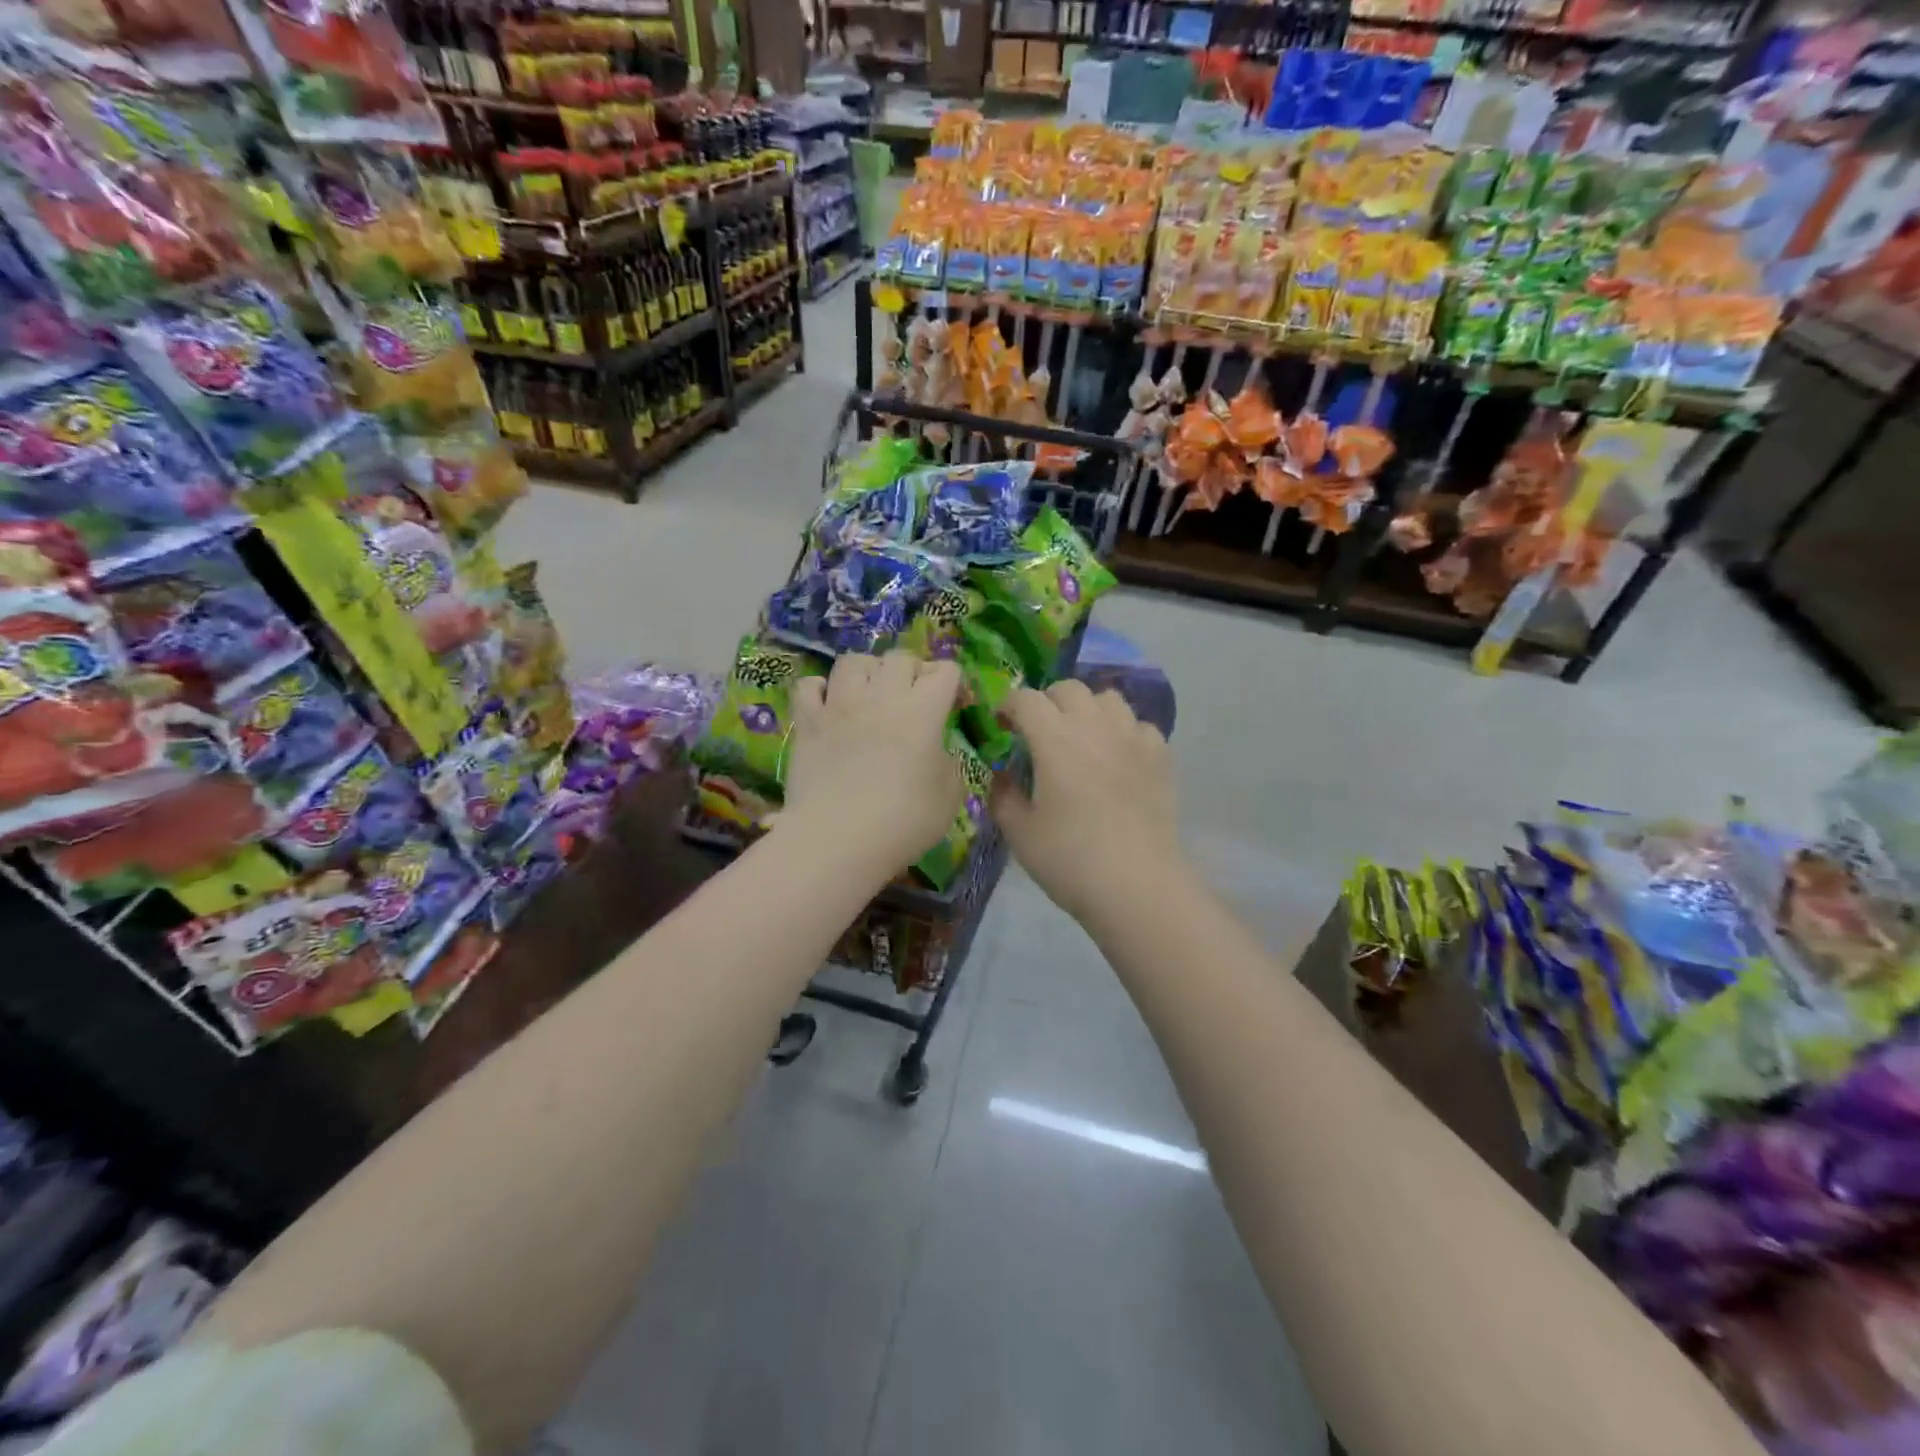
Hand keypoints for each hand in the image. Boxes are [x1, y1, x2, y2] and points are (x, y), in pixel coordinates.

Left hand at [783, 651, 963, 877]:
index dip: (954, 682)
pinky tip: (828, 706)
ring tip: (870, 693)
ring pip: (853, 661)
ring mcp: (839, 705)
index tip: (955, 705)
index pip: (945, 670)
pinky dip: (820, 690)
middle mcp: (881, 696)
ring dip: (867, 671)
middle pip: (900, 658)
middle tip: (914, 699)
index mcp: (923, 710)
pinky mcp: (807, 722)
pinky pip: (809, 685)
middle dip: (913, 671)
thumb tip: (935, 752)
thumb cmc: (903, 821)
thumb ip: (948, 763)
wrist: (837, 839)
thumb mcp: (950, 796)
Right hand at [992, 679, 1180, 921]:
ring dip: (1088, 709)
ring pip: (1108, 698)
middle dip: (1047, 702)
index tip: (1002, 725)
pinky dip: (1123, 732)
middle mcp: (1095, 726)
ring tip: (1081, 738)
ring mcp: (1132, 738)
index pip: (1026, 699)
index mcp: (1055, 739)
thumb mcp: (1019, 832)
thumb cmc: (1069, 859)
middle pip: (1069, 688)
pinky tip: (1118, 758)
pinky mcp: (1160, 756)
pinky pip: (1139, 726)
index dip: (1008, 706)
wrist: (1136, 885)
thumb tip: (1002, 775)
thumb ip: (1003, 794)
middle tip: (1038, 731)